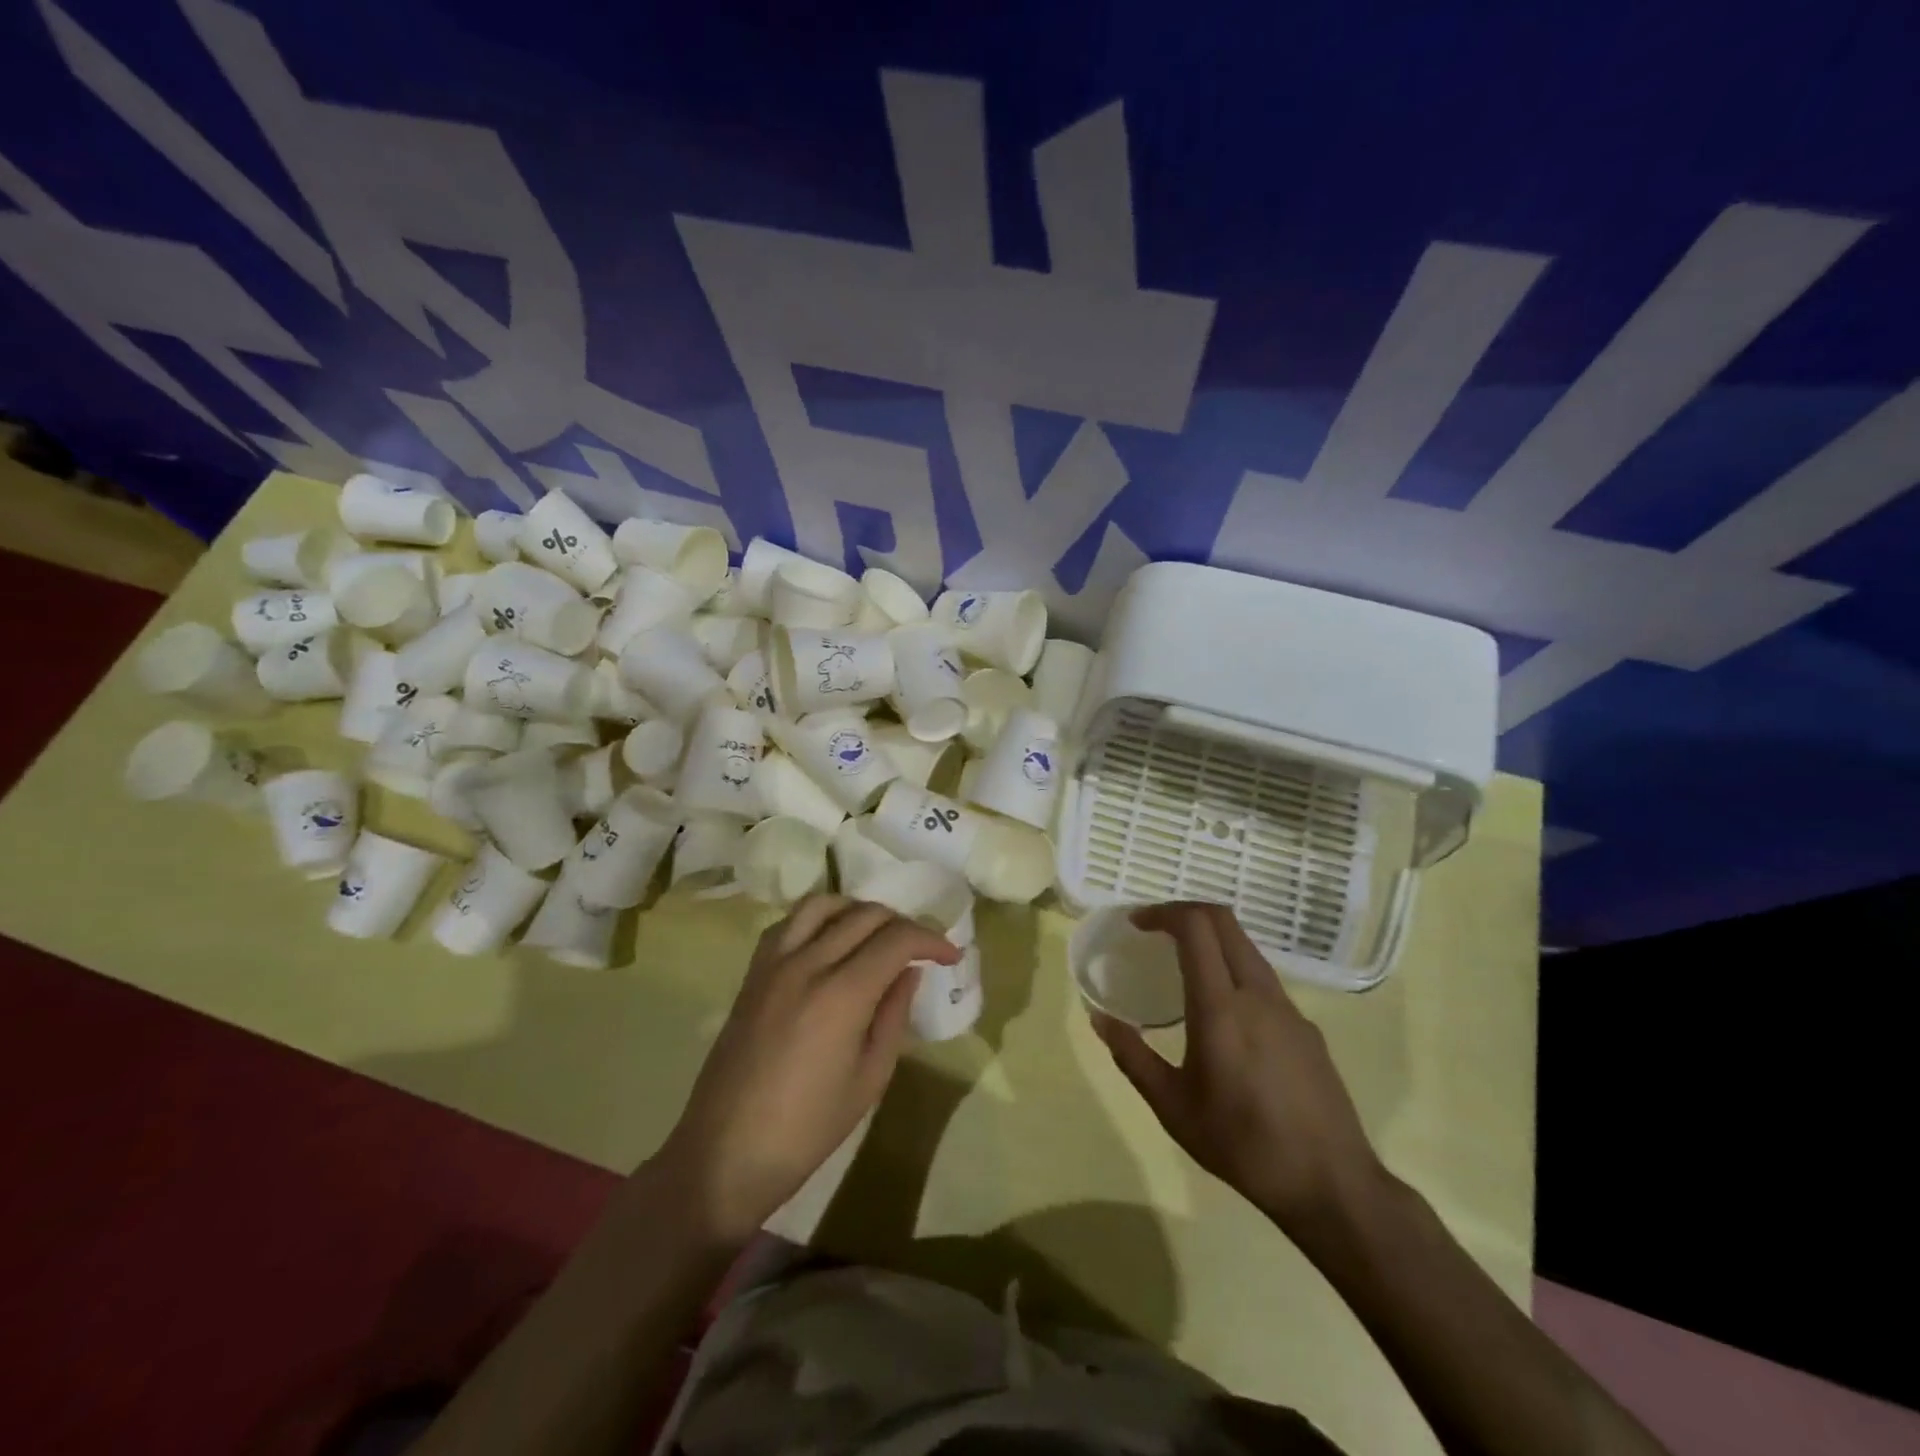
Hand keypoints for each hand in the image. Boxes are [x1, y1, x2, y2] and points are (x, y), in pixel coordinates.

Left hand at [654, 894, 958, 1244]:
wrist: (725, 1153)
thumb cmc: (807, 1129)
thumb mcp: (870, 1078)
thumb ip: (894, 1015)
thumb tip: (909, 972)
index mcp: (841, 994)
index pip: (897, 939)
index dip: (931, 940)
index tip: (950, 956)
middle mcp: (807, 963)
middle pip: (865, 914)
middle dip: (903, 924)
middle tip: (921, 949)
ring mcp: (774, 963)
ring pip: (824, 904)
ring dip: (859, 911)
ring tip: (877, 936)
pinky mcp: (752, 973)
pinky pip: (789, 923)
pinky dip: (820, 919)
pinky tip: (831, 943)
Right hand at [1093, 902, 1385, 1234]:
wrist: (1331, 1185)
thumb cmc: (1241, 1144)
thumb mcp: (1172, 1107)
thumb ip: (1132, 1056)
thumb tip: (1099, 1018)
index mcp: (1221, 1007)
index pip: (1195, 928)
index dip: (1163, 912)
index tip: (1137, 923)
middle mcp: (1258, 994)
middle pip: (1224, 921)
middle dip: (1186, 912)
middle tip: (1155, 930)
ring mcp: (1289, 1008)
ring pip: (1247, 948)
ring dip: (1212, 939)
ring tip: (1183, 966)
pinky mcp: (1307, 1028)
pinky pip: (1264, 979)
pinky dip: (1234, 970)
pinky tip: (1224, 1014)